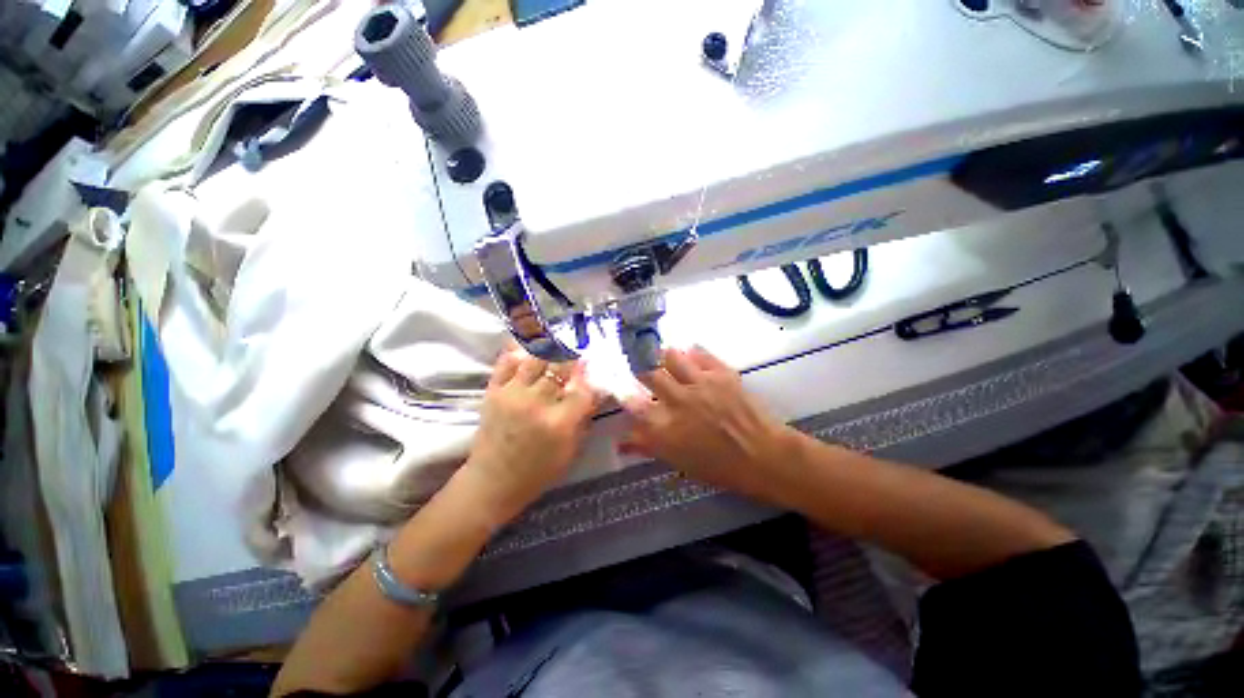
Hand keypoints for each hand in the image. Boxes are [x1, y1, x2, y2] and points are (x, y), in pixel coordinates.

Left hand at [460, 351, 600, 523]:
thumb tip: (595, 390)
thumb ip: (584, 418)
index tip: (593, 365)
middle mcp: (536, 403)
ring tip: (557, 343)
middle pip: (560, 367)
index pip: (582, 388)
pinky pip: (506, 362)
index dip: (590, 375)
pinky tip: (530, 346)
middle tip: (578, 349)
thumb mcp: (571, 451)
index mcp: (559, 423)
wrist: (493, 482)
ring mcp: (512, 394)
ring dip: (550, 349)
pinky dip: (519, 350)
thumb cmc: (538, 471)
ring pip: (535, 358)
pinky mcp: (493, 391)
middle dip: (573, 356)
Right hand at [621, 347, 796, 502]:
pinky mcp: (721, 373)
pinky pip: (700, 353)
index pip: (633, 404)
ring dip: (665, 357)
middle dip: (643, 371)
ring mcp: (701, 384)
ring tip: (665, 358)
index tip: (621, 388)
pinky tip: (690, 354)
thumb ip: (648, 447)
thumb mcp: (679, 462)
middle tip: (644, 372)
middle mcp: (679, 401)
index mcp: (666, 428)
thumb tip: (621, 443)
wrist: (765, 456)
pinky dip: (692, 352)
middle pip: (649, 374)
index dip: (623, 393)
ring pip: (672, 357)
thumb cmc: (721, 468)